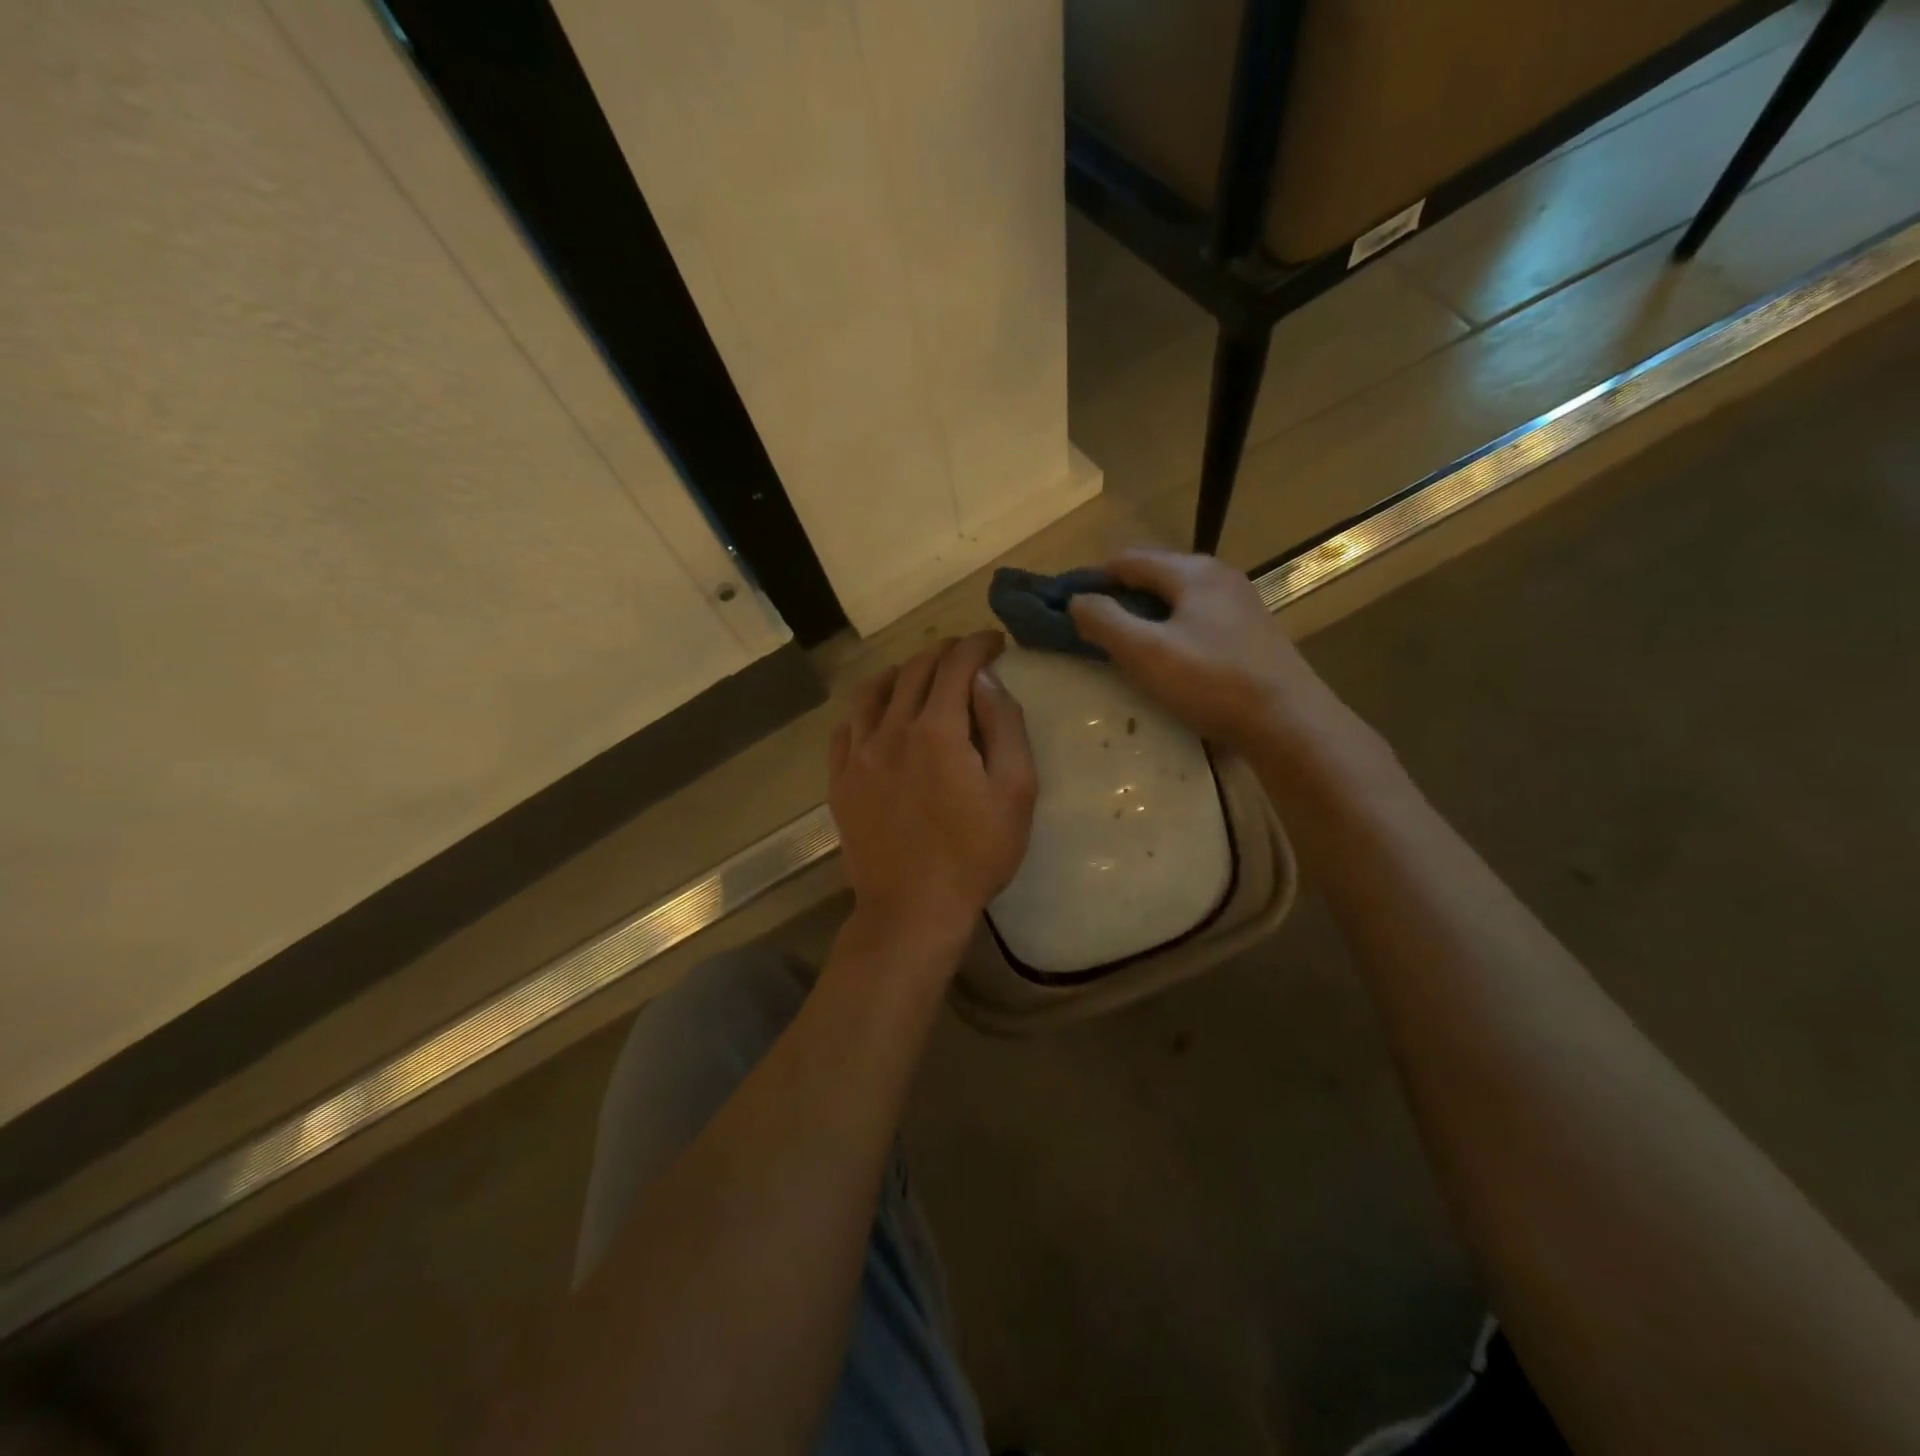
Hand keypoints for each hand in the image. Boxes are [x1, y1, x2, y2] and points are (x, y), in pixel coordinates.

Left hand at [829, 631, 1037, 955]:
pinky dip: (866, 710)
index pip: (956, 665)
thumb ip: (1005, 726)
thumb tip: (986, 680)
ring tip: (919, 677)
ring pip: (874, 692)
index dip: (977, 645)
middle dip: (944, 653)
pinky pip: (846, 728)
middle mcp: (891, 730)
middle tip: (965, 657)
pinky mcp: (840, 781)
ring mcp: (858, 755)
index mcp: (937, 730)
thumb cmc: (975, 854)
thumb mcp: (1015, 791)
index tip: (994, 642)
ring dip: (901, 674)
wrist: (912, 909)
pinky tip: (878, 717)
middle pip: (914, 670)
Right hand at [1068, 548, 1348, 755]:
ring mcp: (1239, 603)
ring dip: (1145, 616)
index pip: (1127, 560)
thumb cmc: (1212, 682)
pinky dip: (1171, 630)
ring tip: (1122, 646)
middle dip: (1119, 597)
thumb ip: (1105, 622)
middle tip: (1091, 630)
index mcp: (1192, 571)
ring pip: (1176, 599)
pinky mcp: (1250, 632)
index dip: (1093, 579)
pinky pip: (1196, 618)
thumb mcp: (1146, 653)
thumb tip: (1076, 600)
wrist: (1289, 722)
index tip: (1068, 607)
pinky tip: (1166, 659)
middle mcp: (1218, 576)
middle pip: (1153, 575)